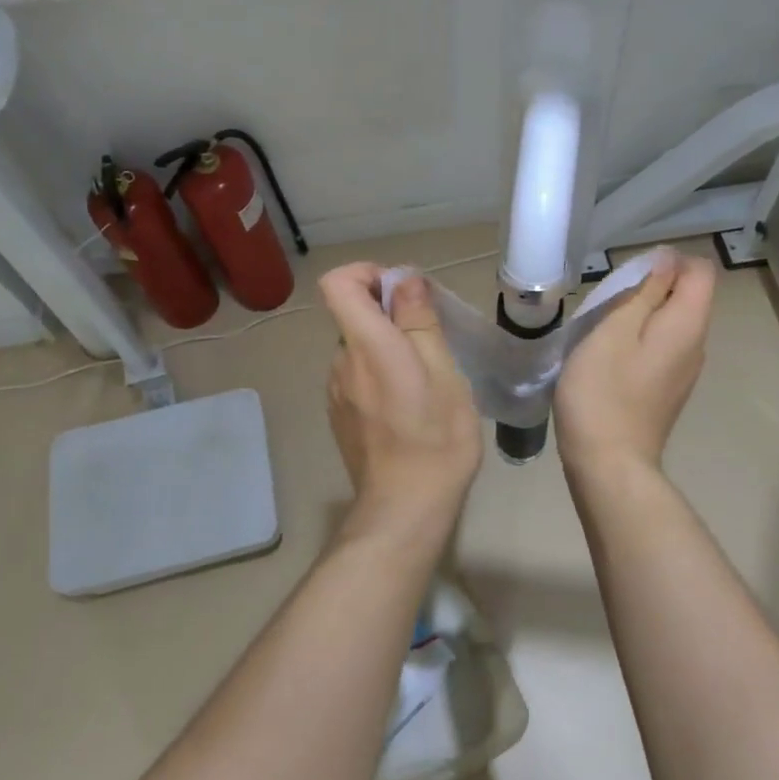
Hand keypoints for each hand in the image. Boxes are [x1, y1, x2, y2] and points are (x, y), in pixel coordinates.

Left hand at [320, 263, 481, 517]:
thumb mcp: (443, 371)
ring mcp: (335, 391)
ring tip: (425, 380)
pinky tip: (408, 407)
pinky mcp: (339, 415)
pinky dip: (380, 376)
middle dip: (390, 316)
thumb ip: (418, 320)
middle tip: (432, 341)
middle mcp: (340, 361)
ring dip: (388, 350)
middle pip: (354, 316)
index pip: (338, 282)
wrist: (405, 506)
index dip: (367, 273)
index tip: (402, 293)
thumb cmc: (435, 437)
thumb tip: (403, 279)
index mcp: (365, 344)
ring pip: (359, 349)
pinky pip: (357, 377)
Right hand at [555, 249, 716, 474]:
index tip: (629, 277)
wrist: (608, 463)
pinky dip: (639, 341)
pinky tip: (609, 358)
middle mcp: (696, 345)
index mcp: (688, 325)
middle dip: (651, 288)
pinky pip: (661, 348)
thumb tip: (667, 261)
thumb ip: (644, 292)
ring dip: (641, 315)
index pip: (700, 271)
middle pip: (688, 296)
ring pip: (671, 324)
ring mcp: (684, 371)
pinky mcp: (667, 390)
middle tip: (608, 304)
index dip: (668, 262)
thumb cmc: (603, 392)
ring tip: (603, 329)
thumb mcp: (614, 331)